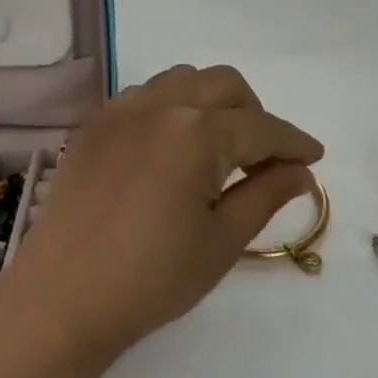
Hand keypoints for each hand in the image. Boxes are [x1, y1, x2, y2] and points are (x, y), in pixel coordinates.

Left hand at [5, 65, 322, 362]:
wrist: (63, 297)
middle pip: (225, 85)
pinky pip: (146, 95)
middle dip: (254, 114)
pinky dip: (172, 108)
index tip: (314, 156)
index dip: (293, 142)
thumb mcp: (223, 241)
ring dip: (212, 103)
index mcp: (198, 133)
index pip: (261, 127)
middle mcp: (161, 105)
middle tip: (262, 159)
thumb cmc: (152, 278)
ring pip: (184, 80)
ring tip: (216, 150)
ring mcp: (122, 110)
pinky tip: (170, 149)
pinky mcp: (95, 124)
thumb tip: (300, 171)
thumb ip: (267, 194)